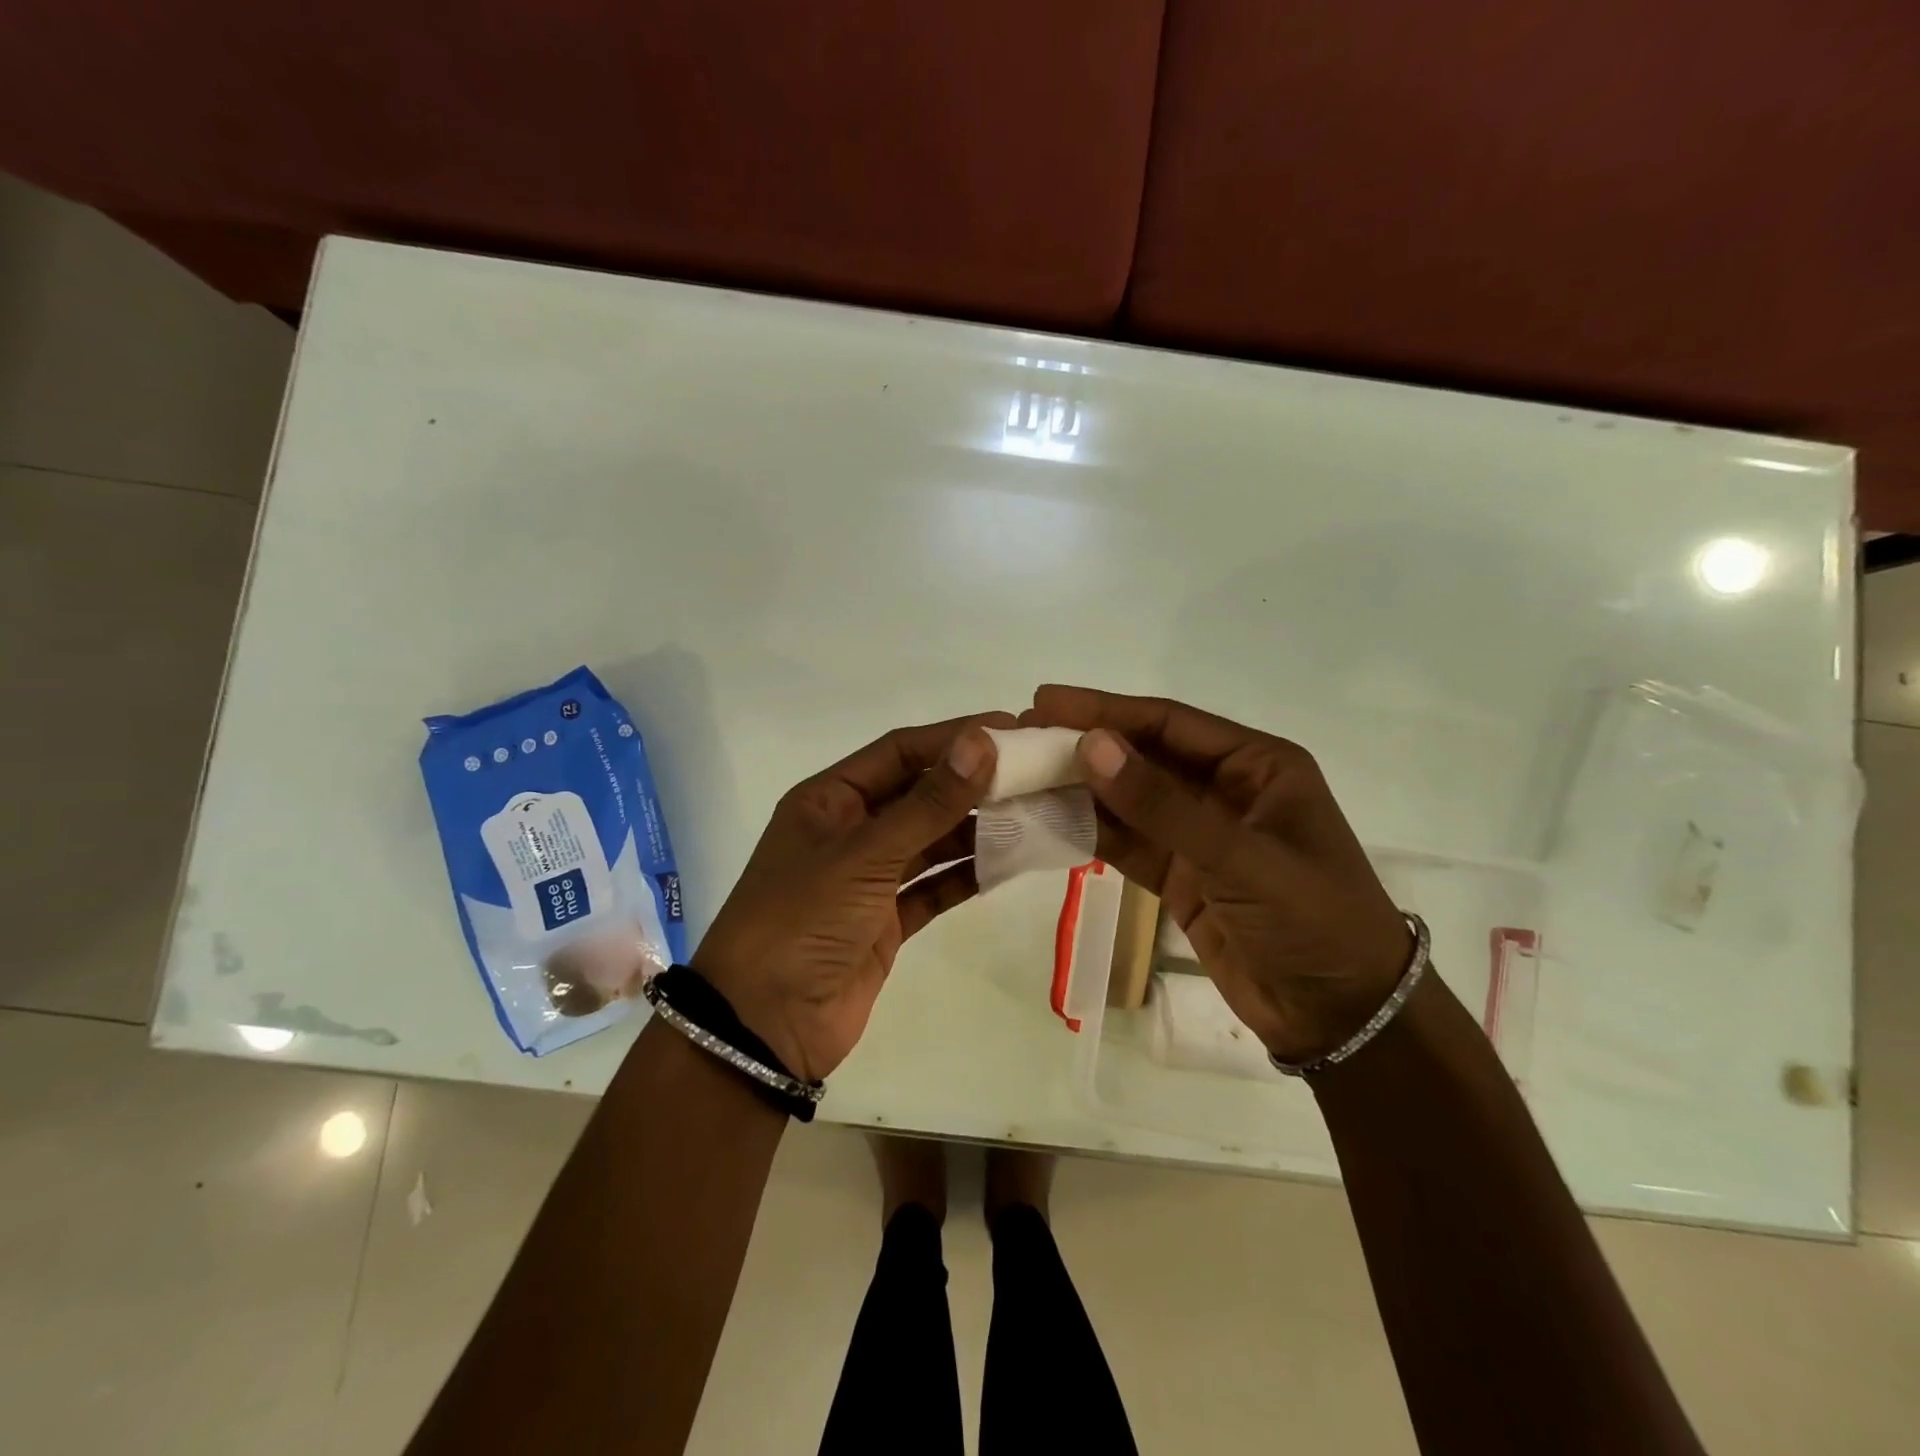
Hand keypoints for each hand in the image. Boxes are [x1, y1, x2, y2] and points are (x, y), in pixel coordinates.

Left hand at [691, 714, 1010, 1081]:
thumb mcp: (864, 855)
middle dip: (973, 783)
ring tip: (1033, 814)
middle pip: (920, 794)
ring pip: (931, 840)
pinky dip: (966, 876)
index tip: (1010, 729)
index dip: (953, 737)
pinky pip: (934, 887)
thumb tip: (981, 743)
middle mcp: (850, 830)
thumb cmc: (802, 921)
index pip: (900, 751)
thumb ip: (927, 804)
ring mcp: (869, 878)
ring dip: (976, 829)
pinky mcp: (886, 921)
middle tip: (1035, 773)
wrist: (764, 1026)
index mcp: (830, 800)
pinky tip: (1007, 864)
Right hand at [1022, 686, 1410, 1064]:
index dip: (1106, 709)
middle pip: (1142, 756)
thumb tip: (1091, 745)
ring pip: (1129, 800)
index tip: (1045, 700)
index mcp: (1256, 764)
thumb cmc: (1312, 920)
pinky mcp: (1181, 875)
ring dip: (1080, 789)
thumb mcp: (1240, 857)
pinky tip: (1049, 820)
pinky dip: (1091, 832)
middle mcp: (1225, 789)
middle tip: (1021, 736)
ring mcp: (1200, 835)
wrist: (1342, 1015)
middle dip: (1085, 745)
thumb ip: (1161, 804)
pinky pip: (1128, 842)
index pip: (1168, 723)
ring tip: (1021, 776)